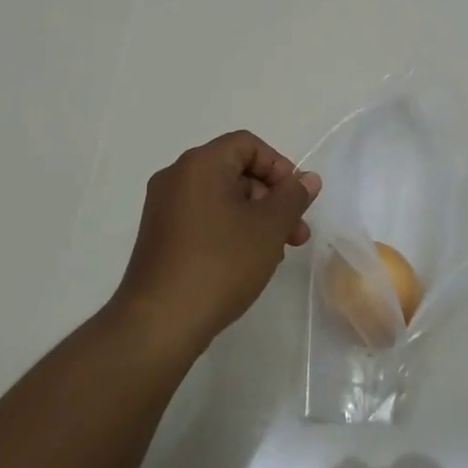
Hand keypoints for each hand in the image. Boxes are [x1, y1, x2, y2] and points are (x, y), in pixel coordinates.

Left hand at [111, 131, 321, 359]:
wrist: (160, 323)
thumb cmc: (220, 263)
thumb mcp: (269, 227)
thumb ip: (293, 197)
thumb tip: (307, 178)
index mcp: (200, 164)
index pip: (248, 144)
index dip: (279, 166)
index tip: (296, 199)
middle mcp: (176, 177)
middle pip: (235, 170)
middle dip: (271, 198)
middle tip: (296, 233)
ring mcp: (163, 208)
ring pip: (221, 198)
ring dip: (254, 217)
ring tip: (276, 253)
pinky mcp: (160, 236)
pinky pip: (203, 218)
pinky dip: (230, 230)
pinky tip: (247, 262)